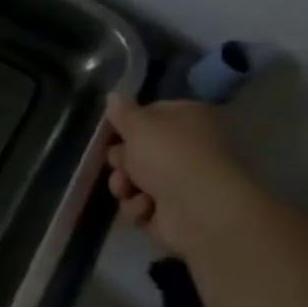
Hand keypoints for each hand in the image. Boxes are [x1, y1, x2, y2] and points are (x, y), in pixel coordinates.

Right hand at [104, 95, 261, 255]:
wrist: (198, 208)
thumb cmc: (169, 155)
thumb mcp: (139, 124)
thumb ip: (122, 111)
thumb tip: (113, 95)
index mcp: (187, 120)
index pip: (149, 115)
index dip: (126, 125)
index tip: (109, 134)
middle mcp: (186, 149)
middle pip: (136, 150)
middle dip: (121, 160)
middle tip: (122, 164)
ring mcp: (181, 181)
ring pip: (133, 179)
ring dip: (124, 185)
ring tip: (129, 190)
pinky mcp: (173, 211)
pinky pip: (141, 205)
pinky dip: (139, 207)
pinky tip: (147, 208)